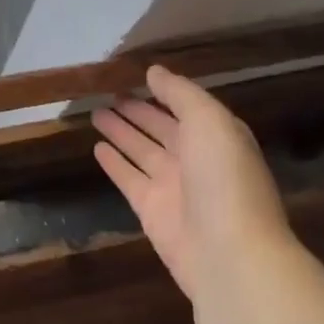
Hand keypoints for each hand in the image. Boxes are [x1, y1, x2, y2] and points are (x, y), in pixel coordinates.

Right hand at [92, 65, 295, 303]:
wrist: (228, 253)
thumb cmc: (224, 178)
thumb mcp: (209, 121)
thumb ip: (181, 93)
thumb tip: (154, 71)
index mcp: (218, 135)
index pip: (186, 106)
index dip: (163, 91)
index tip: (135, 74)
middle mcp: (196, 159)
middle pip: (161, 128)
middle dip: (138, 111)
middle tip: (108, 93)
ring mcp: (173, 186)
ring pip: (141, 150)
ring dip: (121, 132)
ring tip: (95, 112)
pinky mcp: (151, 210)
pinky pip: (128, 178)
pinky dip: (114, 163)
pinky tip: (96, 147)